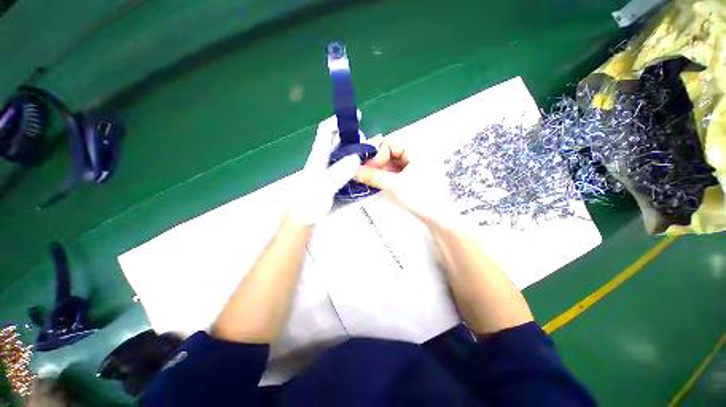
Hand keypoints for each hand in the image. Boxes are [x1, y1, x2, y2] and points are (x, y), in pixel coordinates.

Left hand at [288, 114, 363, 224]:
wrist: (303, 219)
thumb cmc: (308, 203)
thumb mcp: (323, 187)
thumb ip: (338, 173)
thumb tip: (356, 157)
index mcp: (318, 157)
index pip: (326, 131)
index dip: (339, 121)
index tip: (356, 117)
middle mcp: (323, 160)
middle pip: (337, 141)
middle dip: (352, 136)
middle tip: (369, 141)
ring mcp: (329, 171)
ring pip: (343, 154)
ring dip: (356, 150)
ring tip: (370, 153)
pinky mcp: (333, 180)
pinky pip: (346, 167)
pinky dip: (356, 164)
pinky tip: (364, 169)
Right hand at [355, 139, 455, 224]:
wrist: (438, 217)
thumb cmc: (420, 198)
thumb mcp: (394, 186)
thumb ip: (373, 177)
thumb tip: (354, 171)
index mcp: (416, 151)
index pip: (389, 144)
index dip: (378, 155)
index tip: (372, 170)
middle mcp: (416, 155)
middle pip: (390, 153)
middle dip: (378, 164)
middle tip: (370, 178)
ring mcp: (415, 167)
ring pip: (392, 164)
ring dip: (382, 172)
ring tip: (376, 183)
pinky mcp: (413, 177)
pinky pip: (396, 172)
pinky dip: (387, 177)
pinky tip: (383, 186)